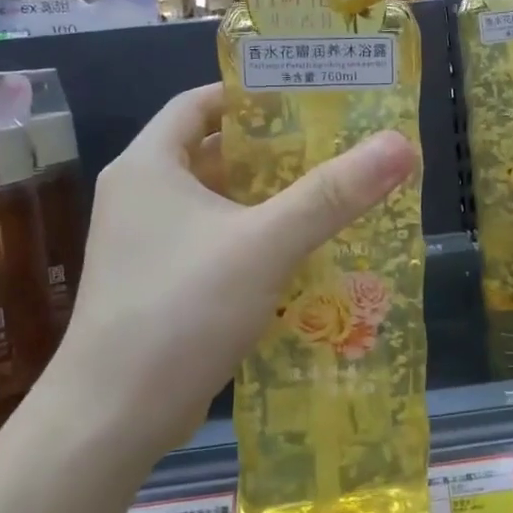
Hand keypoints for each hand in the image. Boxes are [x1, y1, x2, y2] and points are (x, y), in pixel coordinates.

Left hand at [36, 83, 419, 469]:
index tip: (304, 97)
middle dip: (270, 150)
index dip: (249, 94)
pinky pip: (213, 245)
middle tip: (332, 147)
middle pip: (211, 153)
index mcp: (149, 166)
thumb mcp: (265, 243)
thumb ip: (332, 194)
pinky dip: (252, 240)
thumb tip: (399, 145)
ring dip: (265, 199)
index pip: (198, 104)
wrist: (112, 417)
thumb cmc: (182, 309)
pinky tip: (299, 254)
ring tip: (328, 195)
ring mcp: (145, 245)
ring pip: (215, 204)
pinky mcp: (158, 286)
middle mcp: (140, 197)